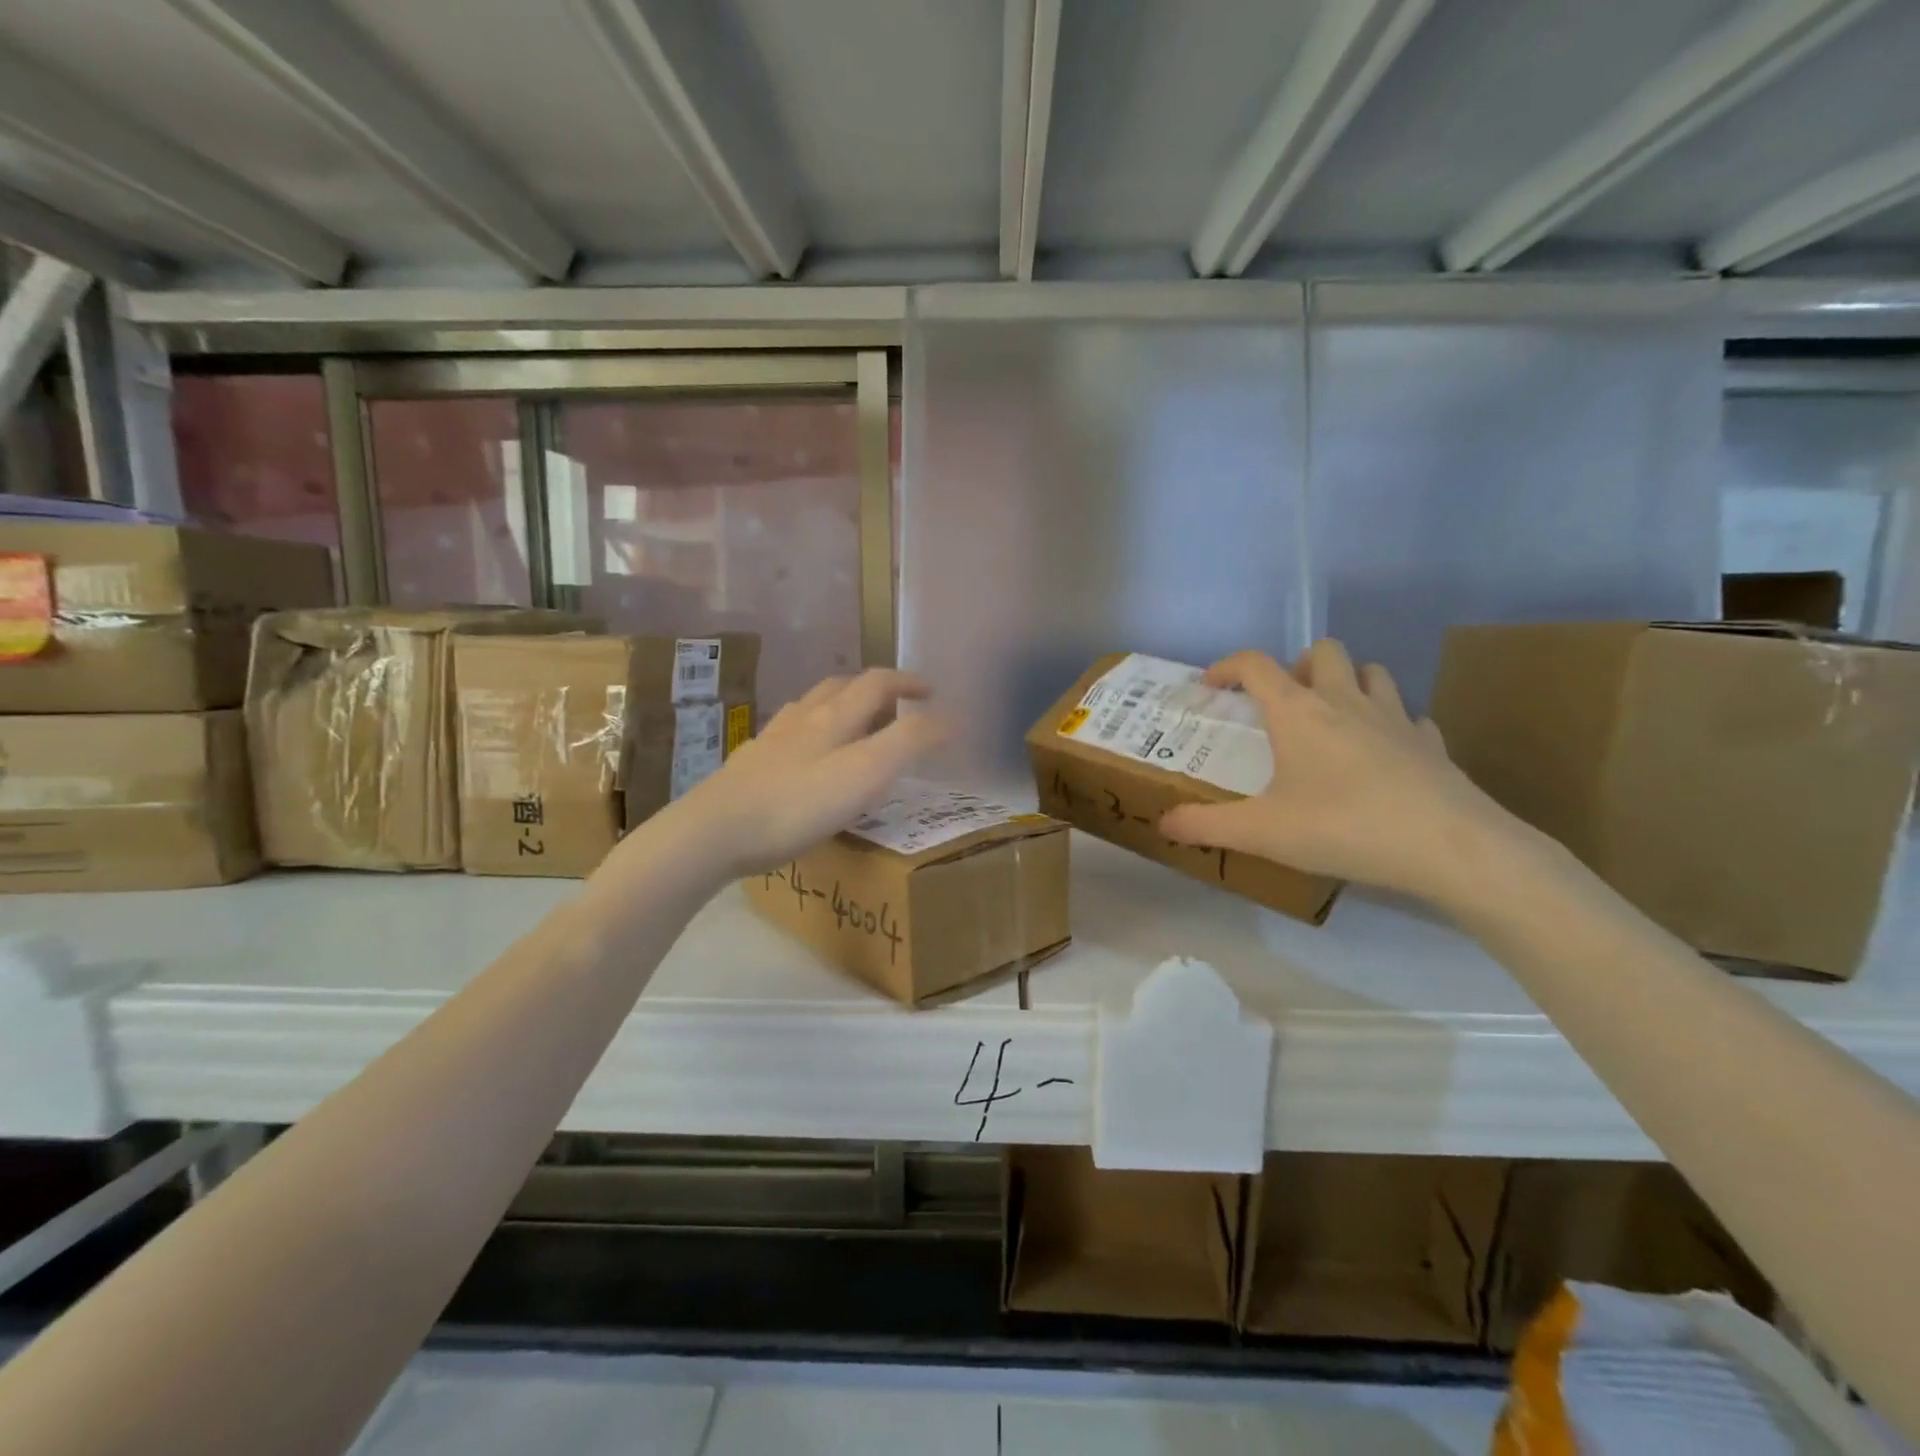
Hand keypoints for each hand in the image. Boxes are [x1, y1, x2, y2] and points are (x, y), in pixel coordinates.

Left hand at [660, 670, 948, 879]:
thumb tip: (949, 718)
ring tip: (854, 723)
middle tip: (896, 707)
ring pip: (810, 705)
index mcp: (834, 717)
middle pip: (841, 687)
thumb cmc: (797, 805)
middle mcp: (802, 718)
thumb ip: (908, 742)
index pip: (877, 683)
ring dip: (839, 704)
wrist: (714, 831)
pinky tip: (804, 753)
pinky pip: (787, 732)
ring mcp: (771, 739)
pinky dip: (809, 730)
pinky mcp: (750, 764)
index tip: (931, 692)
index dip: (907, 682)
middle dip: (874, 689)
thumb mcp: (866, 774)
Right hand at [1159, 641, 1529, 906]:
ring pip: (1372, 671)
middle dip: (1298, 665)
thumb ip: (1205, 825)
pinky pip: (1409, 716)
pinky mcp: (1431, 742)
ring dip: (1348, 682)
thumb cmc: (1342, 827)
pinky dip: (1390, 724)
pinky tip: (1384, 754)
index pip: (1254, 665)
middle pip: (1322, 651)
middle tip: (1285, 703)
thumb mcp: (1260, 832)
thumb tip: (1163, 824)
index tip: (1210, 686)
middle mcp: (1344, 701)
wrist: (1448, 847)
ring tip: (1333, 718)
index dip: (1226, 667)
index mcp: (1297, 712)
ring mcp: (1395, 717)